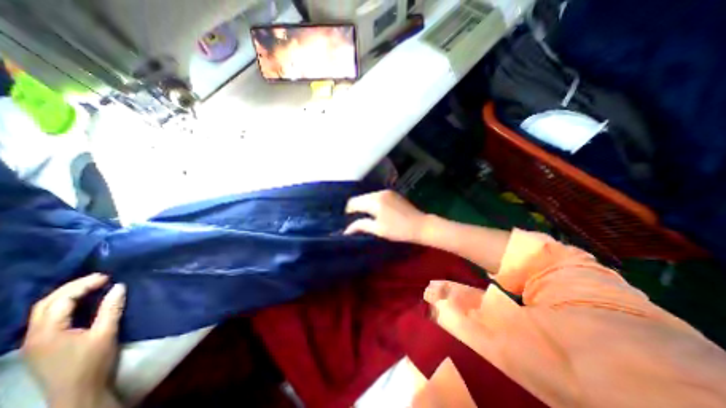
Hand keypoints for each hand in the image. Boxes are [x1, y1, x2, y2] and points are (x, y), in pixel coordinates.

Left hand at [22, 274, 125, 407]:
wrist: (77, 391)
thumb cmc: (92, 361)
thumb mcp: (106, 333)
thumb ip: (111, 309)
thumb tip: (119, 286)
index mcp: (47, 332)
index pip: (61, 300)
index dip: (83, 285)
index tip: (108, 277)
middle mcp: (33, 335)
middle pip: (46, 303)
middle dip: (73, 286)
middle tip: (100, 278)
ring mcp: (34, 340)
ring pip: (44, 310)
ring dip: (67, 294)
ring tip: (93, 286)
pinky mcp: (41, 344)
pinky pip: (48, 317)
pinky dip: (65, 304)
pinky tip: (81, 302)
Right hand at [345, 189, 425, 243]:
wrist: (421, 225)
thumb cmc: (399, 230)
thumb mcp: (378, 230)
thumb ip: (361, 226)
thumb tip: (346, 230)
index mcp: (374, 201)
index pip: (353, 202)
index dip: (348, 211)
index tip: (348, 221)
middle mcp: (379, 193)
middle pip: (360, 198)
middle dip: (356, 207)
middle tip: (356, 220)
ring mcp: (387, 192)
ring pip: (368, 196)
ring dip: (364, 204)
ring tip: (366, 216)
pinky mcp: (392, 194)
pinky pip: (376, 196)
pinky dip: (373, 202)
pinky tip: (376, 211)